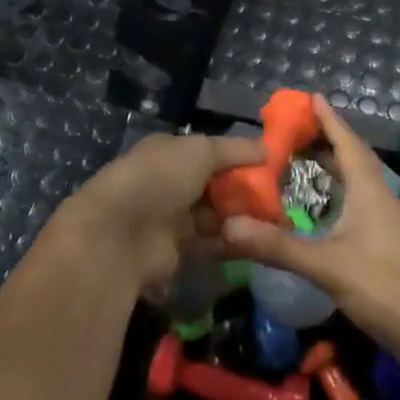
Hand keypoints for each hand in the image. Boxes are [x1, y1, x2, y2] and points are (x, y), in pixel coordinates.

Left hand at [65, 132, 264, 290]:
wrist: (119, 235)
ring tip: (278, 221)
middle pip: (216, 184)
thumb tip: (267, 149)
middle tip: (280, 198)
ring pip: (216, 213)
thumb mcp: (200, 151)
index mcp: (170, 151)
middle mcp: (170, 182)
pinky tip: (259, 240)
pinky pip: (212, 241)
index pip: (211, 152)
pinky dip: (233, 239)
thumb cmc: (160, 178)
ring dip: (242, 216)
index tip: (272, 166)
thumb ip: (234, 150)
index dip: (240, 158)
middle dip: (245, 190)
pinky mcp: (177, 250)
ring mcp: (172, 217)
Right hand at [219, 95, 399, 357]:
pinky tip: (324, 210)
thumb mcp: (327, 265)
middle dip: (327, 140)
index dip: (329, 119)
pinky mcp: (389, 243)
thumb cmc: (385, 287)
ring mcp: (388, 222)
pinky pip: (360, 203)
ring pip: (358, 182)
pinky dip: (339, 195)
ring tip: (304, 162)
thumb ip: (278, 246)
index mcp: (370, 190)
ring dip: (334, 168)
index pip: (347, 142)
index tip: (312, 96)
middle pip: (354, 158)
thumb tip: (228, 227)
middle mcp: (381, 198)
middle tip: (296, 130)